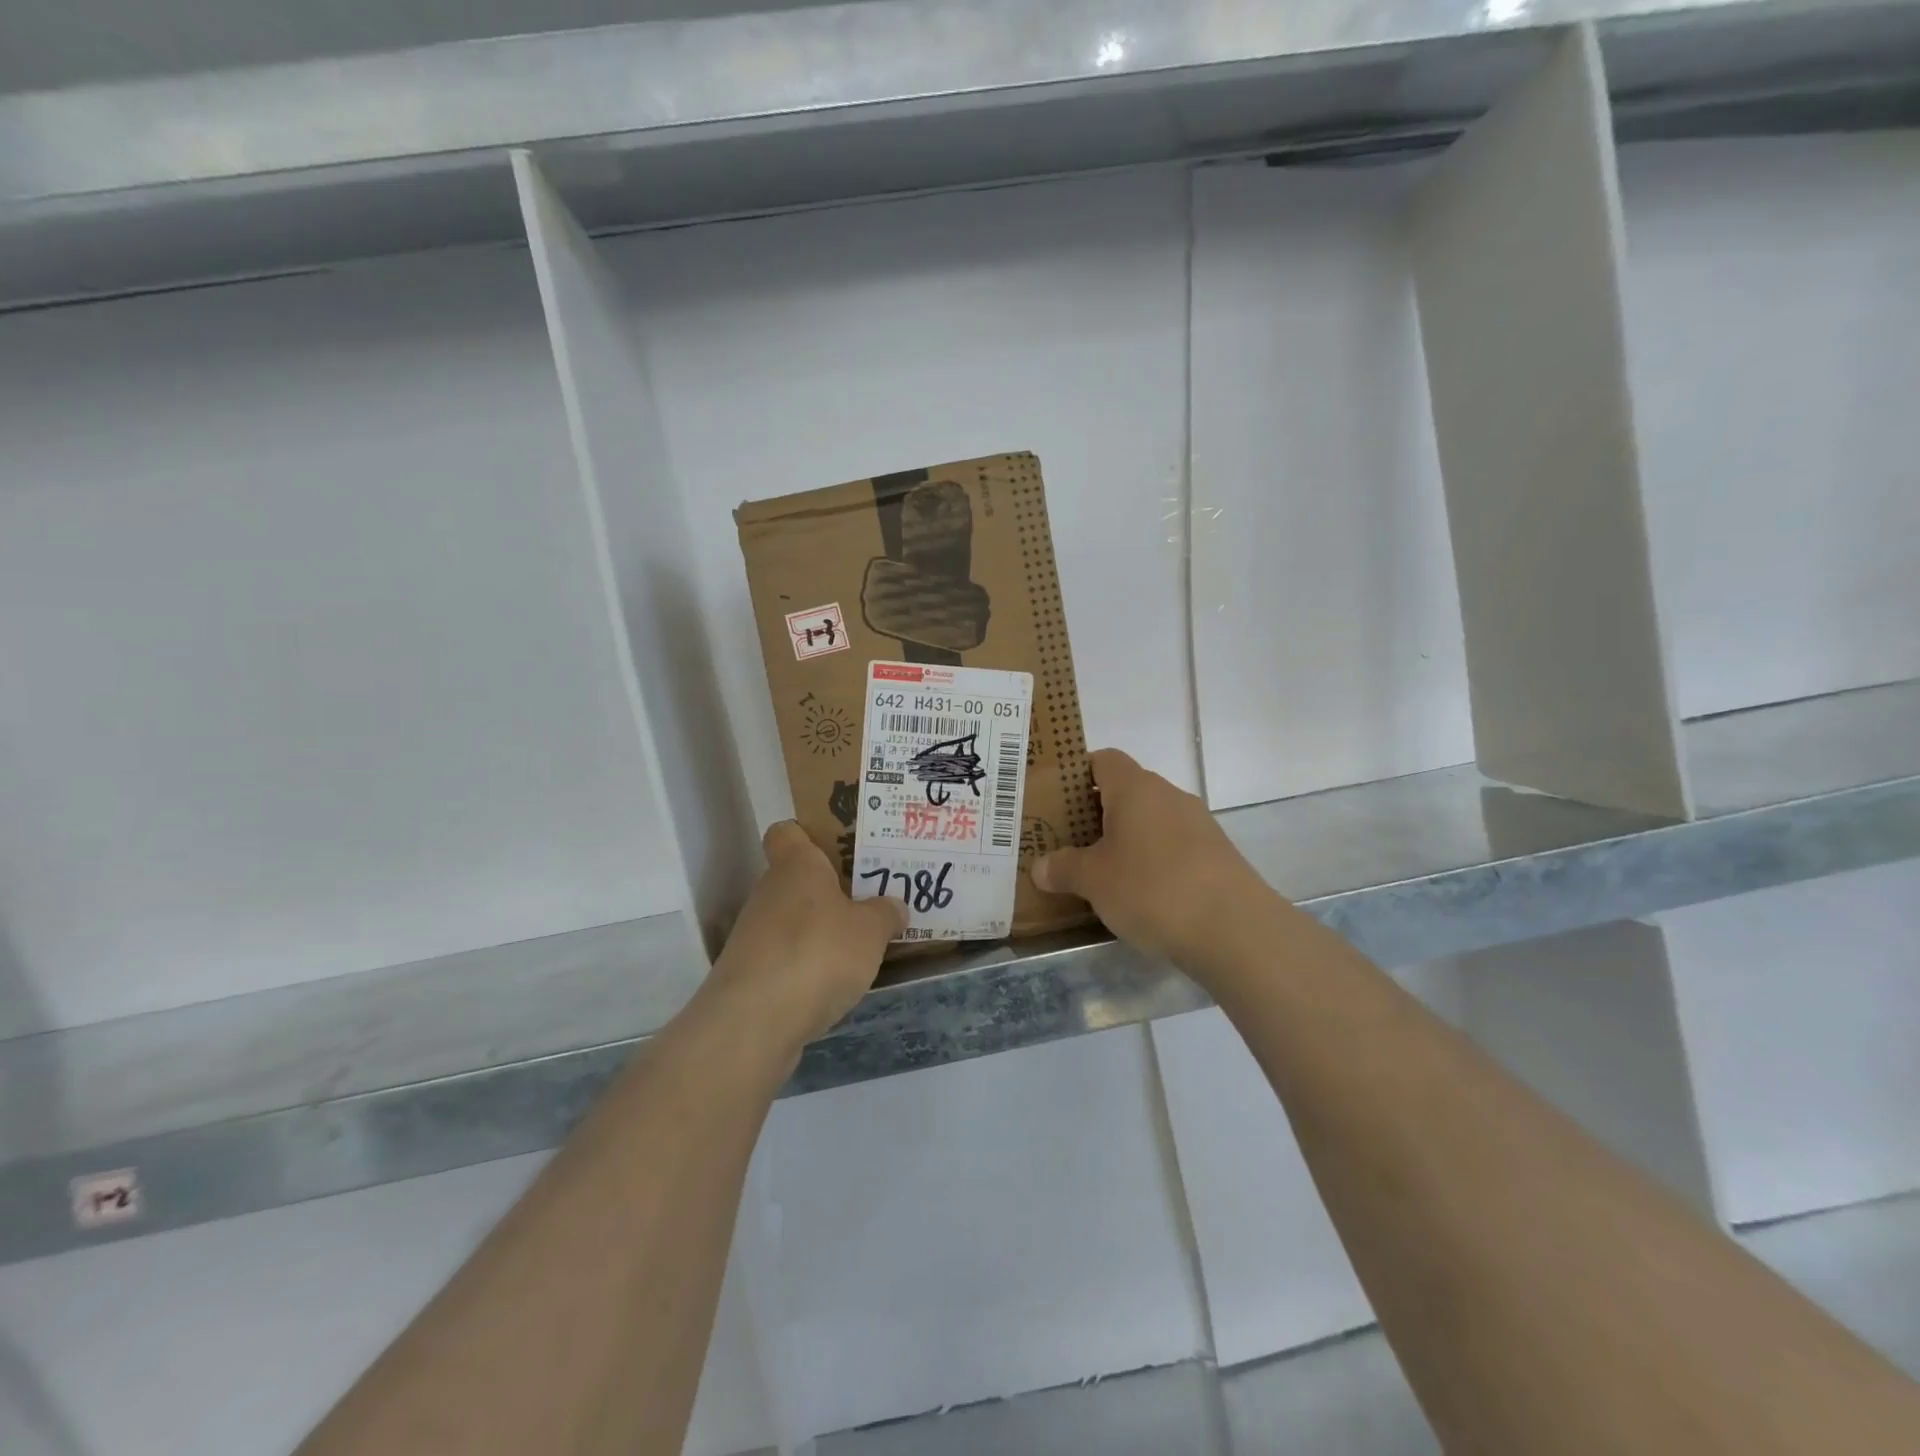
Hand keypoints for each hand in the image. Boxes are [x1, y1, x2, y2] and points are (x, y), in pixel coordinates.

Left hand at [705, 821, 906, 1050]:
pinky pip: (787, 959)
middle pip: (797, 881)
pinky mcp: (751, 976)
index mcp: (796, 866)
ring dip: (820, 933)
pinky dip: (808, 968)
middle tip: (870, 902)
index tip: (841, 851)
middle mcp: (769, 893)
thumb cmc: (817, 954)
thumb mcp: (871, 930)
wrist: (754, 1023)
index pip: (787, 832)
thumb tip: (894, 906)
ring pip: (793, 922)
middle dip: (831, 892)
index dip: (810, 836)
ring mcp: (754, 936)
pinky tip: (835, 986)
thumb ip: (886, 914)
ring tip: (861, 948)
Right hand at [1032, 748, 1270, 966]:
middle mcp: (1169, 795)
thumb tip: (1040, 867)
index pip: (1103, 760)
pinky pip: (1172, 847)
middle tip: (1069, 842)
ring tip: (1100, 873)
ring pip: (1150, 821)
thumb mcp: (1093, 880)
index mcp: (1135, 788)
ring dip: (1126, 840)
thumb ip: (1063, 868)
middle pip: (1126, 791)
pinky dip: (1152, 861)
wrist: (1234, 930)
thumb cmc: (1151, 888)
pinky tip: (1140, 894)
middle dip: (1096, 814)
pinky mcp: (1216, 856)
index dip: (1078, 774)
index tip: (1057, 800)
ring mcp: (1198, 825)